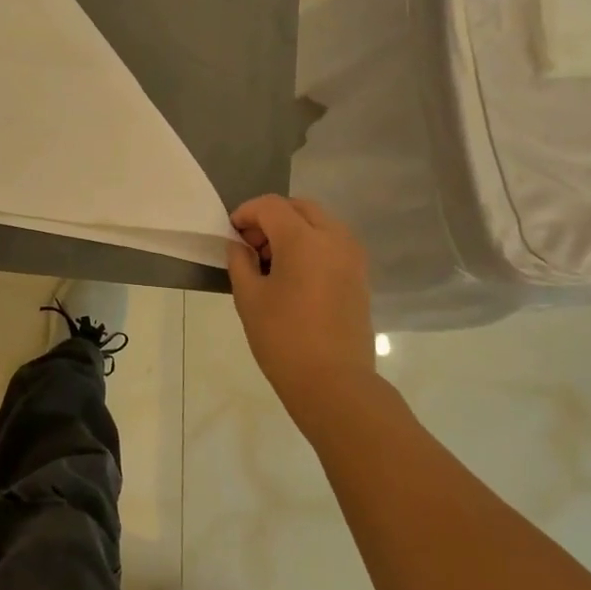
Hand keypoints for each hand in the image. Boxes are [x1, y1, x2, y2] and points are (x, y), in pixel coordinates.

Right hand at [227, 195, 378, 420]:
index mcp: (304, 239)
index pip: (271, 206)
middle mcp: (334, 238)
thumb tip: (239, 245)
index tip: (231, 234)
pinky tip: (293, 275)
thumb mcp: (249, 298)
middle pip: (299, 207)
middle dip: (271, 217)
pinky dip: (310, 245)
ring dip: (292, 229)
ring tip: (270, 262)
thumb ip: (240, 262)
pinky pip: (332, 243)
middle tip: (250, 245)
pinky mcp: (360, 275)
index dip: (246, 213)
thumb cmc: (283, 338)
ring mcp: (352, 256)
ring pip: (319, 222)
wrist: (334, 382)